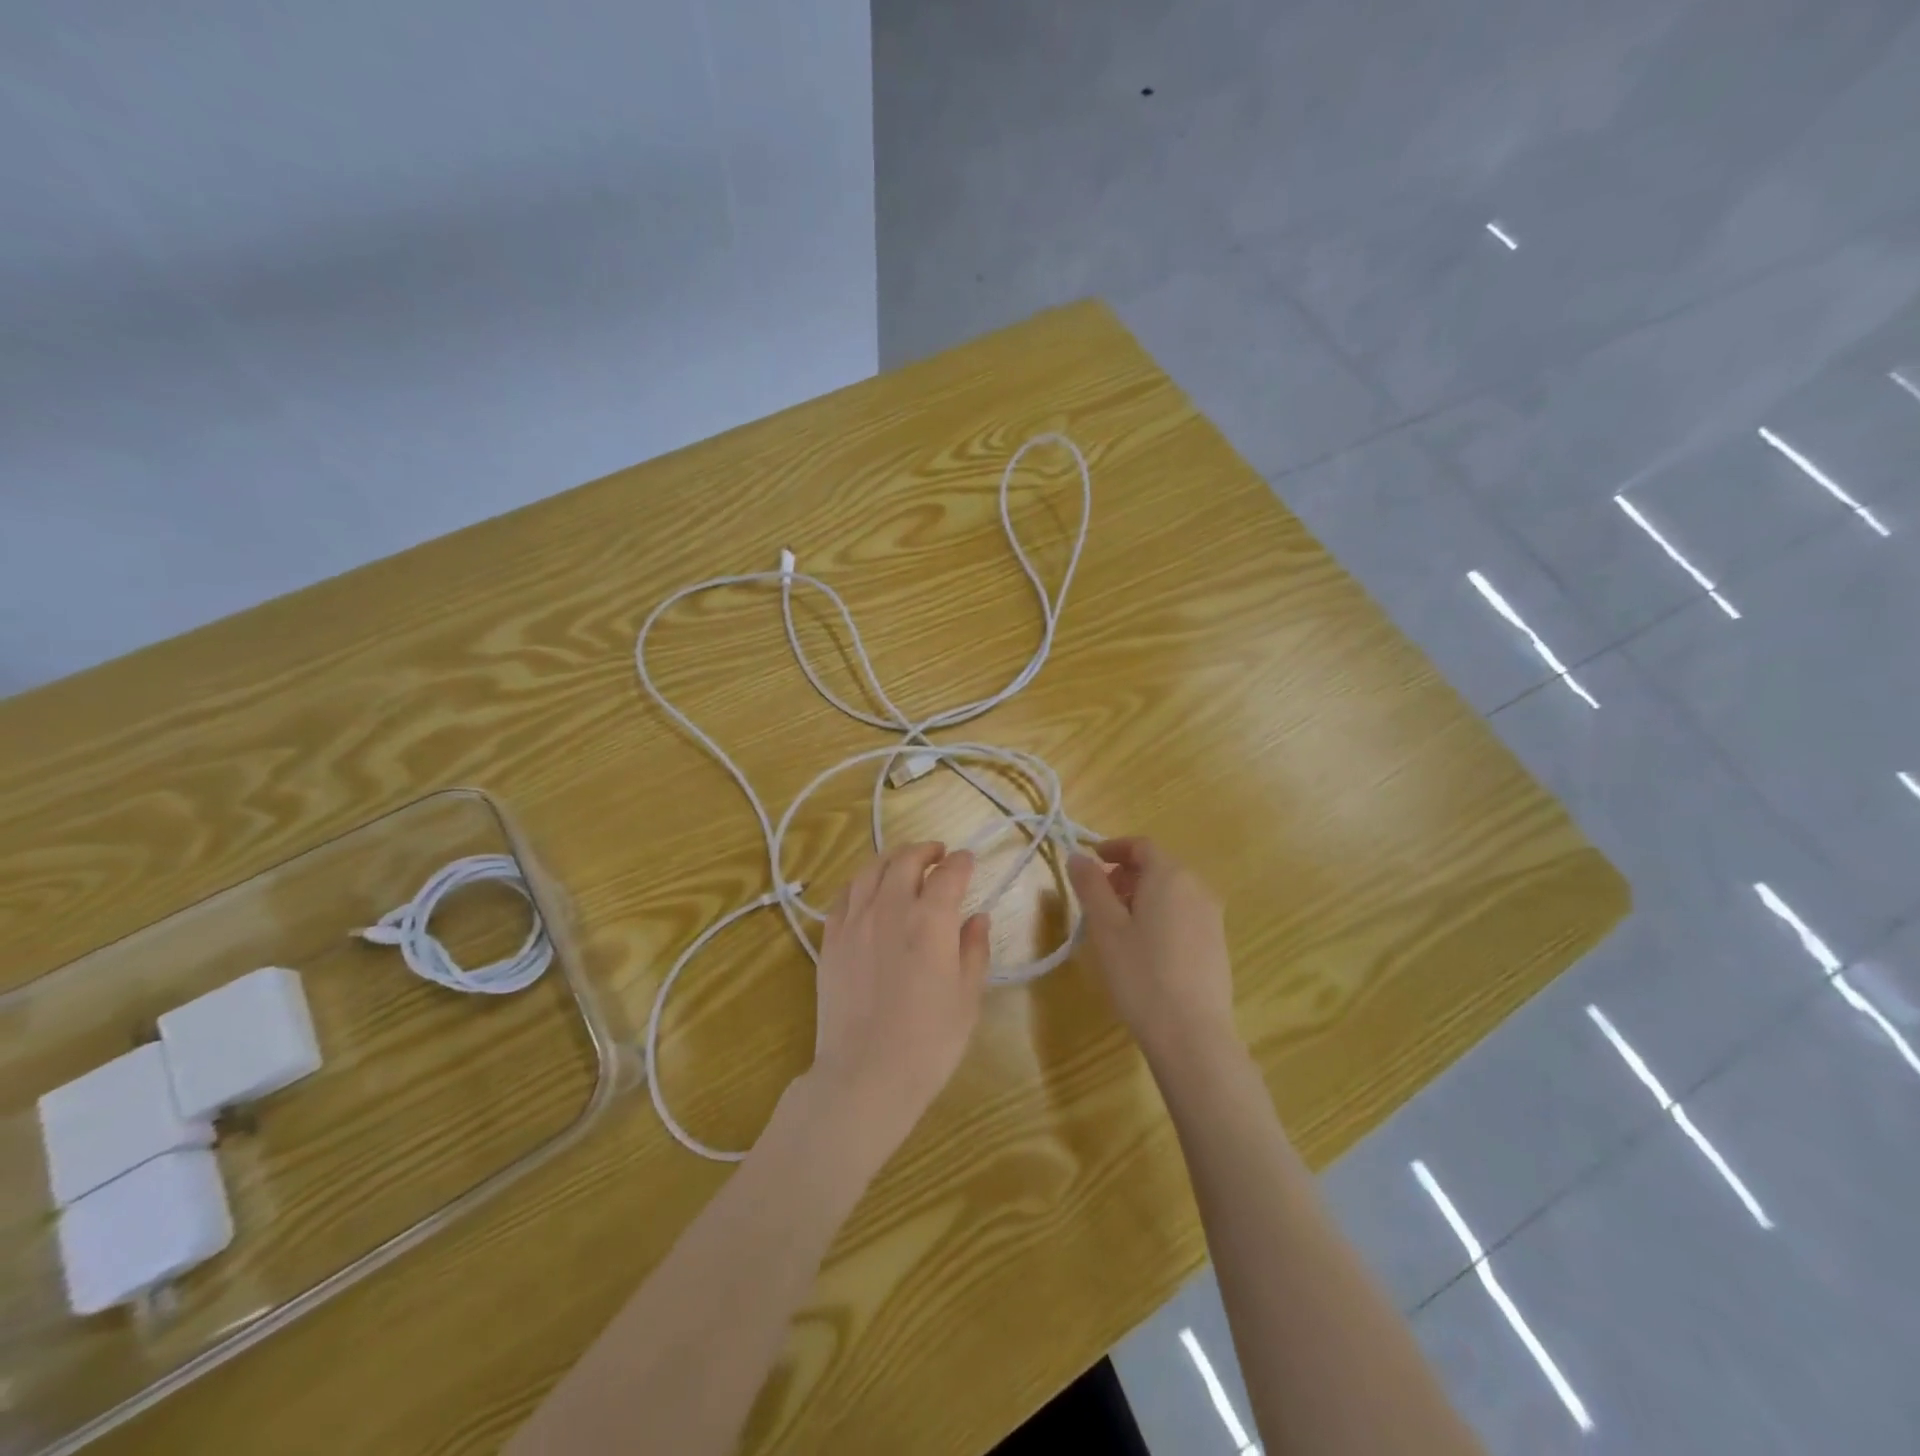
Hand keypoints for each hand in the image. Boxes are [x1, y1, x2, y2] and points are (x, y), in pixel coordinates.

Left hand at [804, 842, 991, 1165]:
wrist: (865, 1075)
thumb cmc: (929, 1042)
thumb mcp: (967, 998)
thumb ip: (974, 950)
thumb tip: (977, 918)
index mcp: (931, 920)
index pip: (949, 874)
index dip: (961, 862)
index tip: (968, 861)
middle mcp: (891, 908)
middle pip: (906, 861)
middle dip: (926, 851)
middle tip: (938, 854)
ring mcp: (855, 922)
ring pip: (871, 871)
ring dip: (892, 859)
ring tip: (904, 863)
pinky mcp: (831, 940)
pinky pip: (844, 896)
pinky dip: (861, 884)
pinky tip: (869, 891)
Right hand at [1068, 838, 1238, 1068]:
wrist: (1191, 1033)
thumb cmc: (1141, 973)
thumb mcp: (1106, 927)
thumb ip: (1091, 886)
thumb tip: (1079, 857)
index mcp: (1170, 876)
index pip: (1141, 846)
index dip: (1114, 848)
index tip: (1090, 861)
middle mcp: (1197, 888)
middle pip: (1158, 867)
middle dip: (1126, 873)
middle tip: (1098, 896)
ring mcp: (1212, 917)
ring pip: (1172, 891)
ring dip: (1142, 894)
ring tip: (1117, 924)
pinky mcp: (1217, 943)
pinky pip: (1184, 912)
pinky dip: (1160, 914)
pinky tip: (1144, 946)